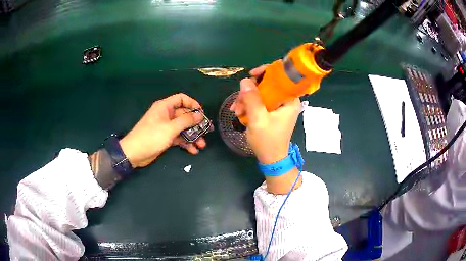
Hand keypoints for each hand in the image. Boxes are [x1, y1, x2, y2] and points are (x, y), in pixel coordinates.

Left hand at [119, 93, 206, 167]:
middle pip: (184, 115)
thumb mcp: (170, 128)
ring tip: (202, 145)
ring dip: (193, 135)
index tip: (202, 113)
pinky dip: (186, 143)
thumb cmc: (151, 136)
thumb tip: (200, 115)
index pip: (181, 99)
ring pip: (183, 128)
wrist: (134, 153)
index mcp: (165, 107)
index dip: (193, 104)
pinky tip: (193, 150)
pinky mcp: (166, 137)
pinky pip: (179, 137)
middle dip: (195, 124)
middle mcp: (166, 115)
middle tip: (206, 132)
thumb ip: (186, 121)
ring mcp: (166, 127)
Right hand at [230, 65, 300, 163]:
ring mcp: (279, 106)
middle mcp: (286, 100)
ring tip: (237, 112)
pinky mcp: (273, 111)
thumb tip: (244, 80)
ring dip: (246, 100)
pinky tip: (240, 113)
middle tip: (238, 103)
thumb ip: (252, 99)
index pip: (281, 76)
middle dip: (250, 91)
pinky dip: (249, 105)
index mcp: (290, 100)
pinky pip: (260, 101)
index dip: (265, 72)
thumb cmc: (268, 141)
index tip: (251, 75)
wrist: (271, 159)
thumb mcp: (258, 120)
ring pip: (261, 93)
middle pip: (268, 84)